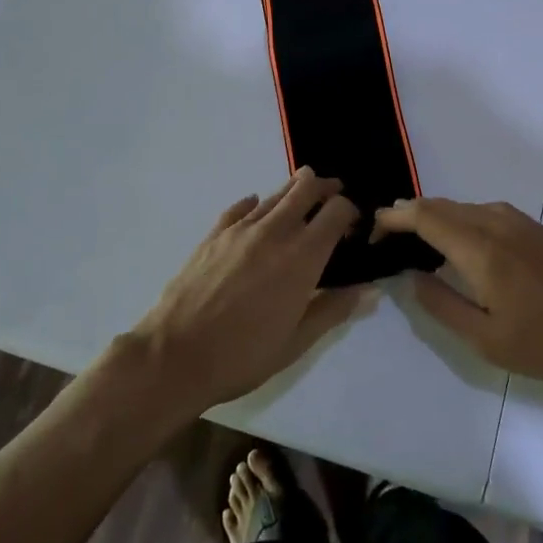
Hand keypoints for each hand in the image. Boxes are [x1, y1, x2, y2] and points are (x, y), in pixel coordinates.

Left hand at [133, 168, 373, 411]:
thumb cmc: (243, 355)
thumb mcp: (296, 342)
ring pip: (274, 194)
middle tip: (332, 195)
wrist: (175, 355)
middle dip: (324, 187)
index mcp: (302, 257)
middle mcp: (275, 232)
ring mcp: (241, 229)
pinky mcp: (214, 234)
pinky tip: (256, 208)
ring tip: (301, 196)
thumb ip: (333, 310)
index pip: (336, 211)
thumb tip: (367, 289)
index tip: (353, 225)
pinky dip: (255, 204)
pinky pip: (240, 207)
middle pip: (306, 188)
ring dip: (293, 191)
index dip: (350, 211)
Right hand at [375, 198, 542, 393]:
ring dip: (434, 217)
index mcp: (480, 247)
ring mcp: (519, 221)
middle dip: (408, 216)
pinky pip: (483, 212)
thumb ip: (441, 304)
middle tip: (386, 242)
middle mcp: (496, 222)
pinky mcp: (534, 228)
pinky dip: (459, 221)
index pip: (423, 215)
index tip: (371, 232)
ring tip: (415, 245)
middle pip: (440, 205)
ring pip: (462, 207)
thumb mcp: (484, 339)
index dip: (392, 218)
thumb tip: (411, 276)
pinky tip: (458, 246)